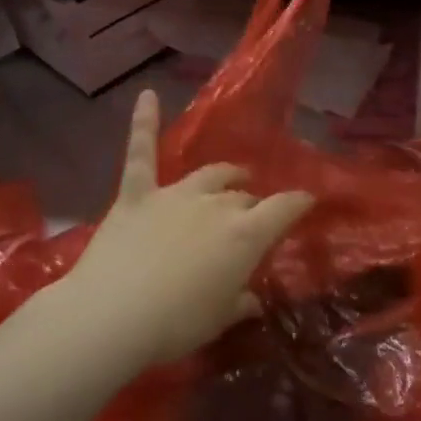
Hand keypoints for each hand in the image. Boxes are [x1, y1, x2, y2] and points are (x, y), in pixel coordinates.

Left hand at [48, 91, 313, 370]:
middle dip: (253, 205)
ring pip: (209, 175)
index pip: (284, 208)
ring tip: (233, 174)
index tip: (309, 200)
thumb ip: (240, 303)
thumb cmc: (175, 324)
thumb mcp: (219, 319)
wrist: (111, 316)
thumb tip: (254, 300)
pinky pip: (141, 153)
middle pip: (243, 197)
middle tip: (253, 218)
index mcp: (245, 235)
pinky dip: (144, 124)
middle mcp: (216, 205)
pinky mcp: (136, 195)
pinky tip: (147, 96)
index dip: (299, 203)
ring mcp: (174, 195)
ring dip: (224, 174)